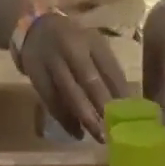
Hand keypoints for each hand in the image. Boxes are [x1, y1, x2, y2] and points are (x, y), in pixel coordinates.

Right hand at [17, 12, 130, 140]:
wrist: (34, 29)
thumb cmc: (73, 43)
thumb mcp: (93, 48)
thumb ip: (108, 71)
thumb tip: (128, 103)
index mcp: (92, 42)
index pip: (110, 68)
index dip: (121, 93)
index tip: (130, 115)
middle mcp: (72, 48)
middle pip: (90, 80)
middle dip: (104, 107)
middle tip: (115, 130)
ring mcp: (53, 61)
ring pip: (70, 93)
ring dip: (86, 117)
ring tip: (99, 136)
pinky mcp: (37, 75)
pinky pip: (52, 101)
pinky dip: (65, 119)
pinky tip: (77, 132)